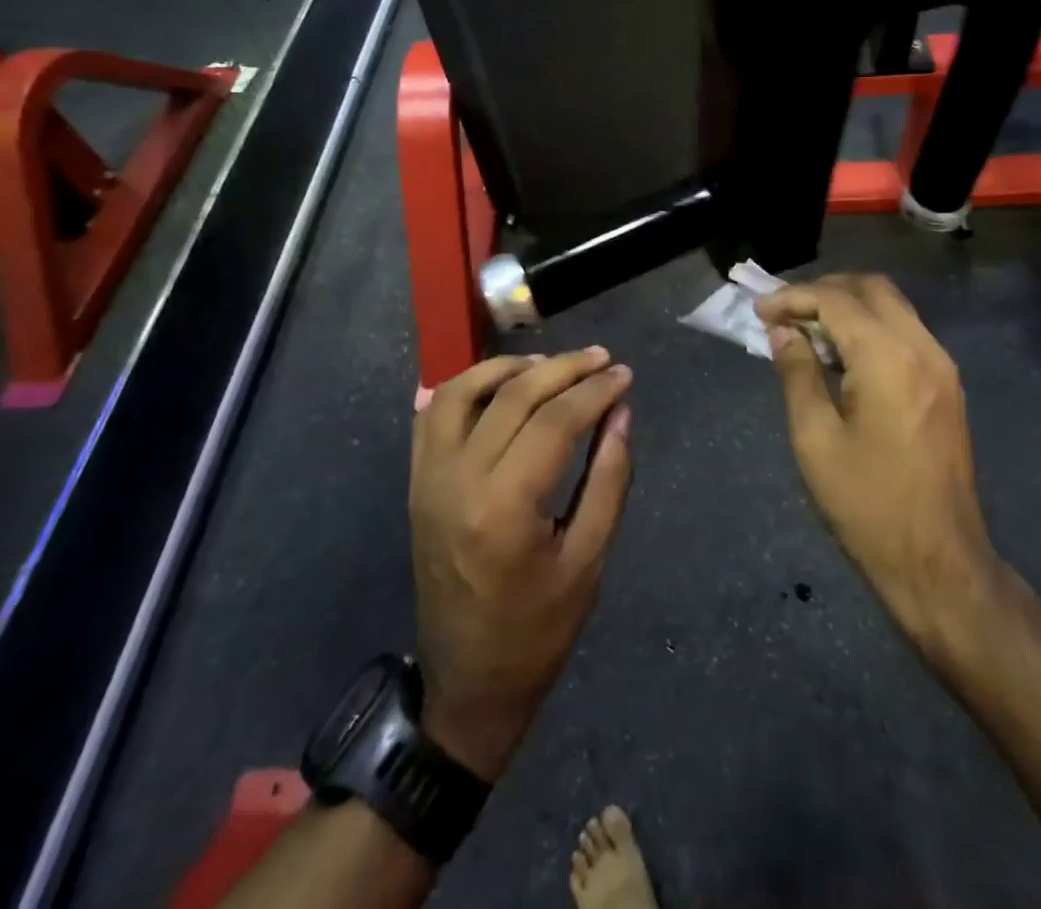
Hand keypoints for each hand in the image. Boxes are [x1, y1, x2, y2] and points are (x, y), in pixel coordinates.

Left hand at [409, 348, 633, 781]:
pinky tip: (499, 383)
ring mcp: (429, 479)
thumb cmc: (538, 630)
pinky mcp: (417, 483)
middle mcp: (458, 481)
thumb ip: (609, 478)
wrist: (467, 683)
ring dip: (508, 367)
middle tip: (600, 358)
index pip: (554, 422)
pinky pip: (434, 416)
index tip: (623, 374)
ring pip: (463, 392)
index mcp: (504, 508)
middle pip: (513, 397)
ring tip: (550, 363)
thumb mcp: (589, 560)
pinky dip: (466, 387)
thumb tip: (621, 412)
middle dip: (562, 369)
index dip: (593, 391)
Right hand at [756, 275, 1000, 654]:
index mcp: (889, 359)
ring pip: (893, 306)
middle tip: (784, 312)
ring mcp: (942, 366)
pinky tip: (842, 355)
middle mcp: (923, 348)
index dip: (793, 297)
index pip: (836, 300)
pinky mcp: (947, 385)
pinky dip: (871, 327)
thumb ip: (797, 373)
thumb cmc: (867, 504)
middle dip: (824, 289)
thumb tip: (782, 332)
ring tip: (807, 329)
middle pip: (872, 288)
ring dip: (849, 305)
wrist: (939, 563)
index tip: (759, 311)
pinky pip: (906, 332)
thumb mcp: (815, 438)